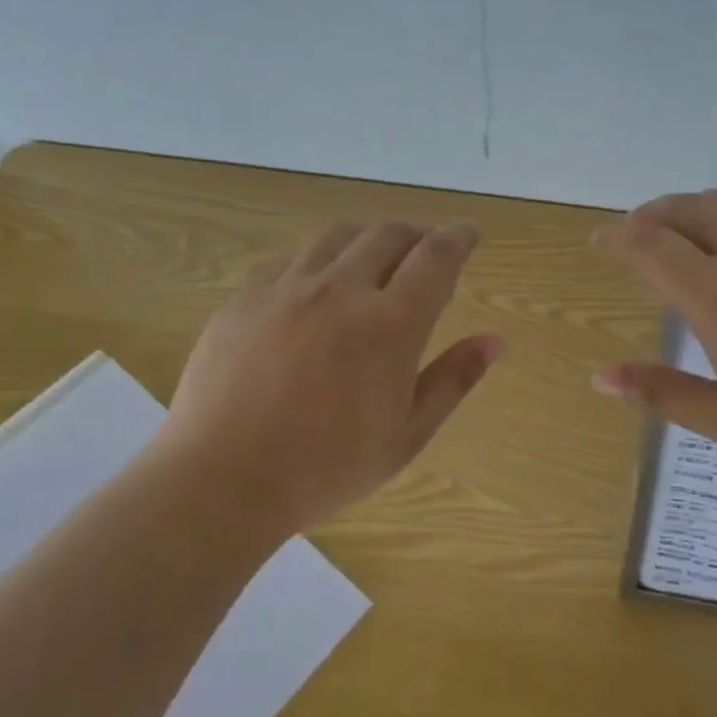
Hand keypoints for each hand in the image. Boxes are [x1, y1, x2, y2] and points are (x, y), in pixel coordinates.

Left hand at [159, 220, 502, 535]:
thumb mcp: (406, 436)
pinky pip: (290, 259)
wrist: (221, 482)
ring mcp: (286, 289)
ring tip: (375, 258)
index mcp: (389, 325)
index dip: (459, 238)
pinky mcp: (244, 298)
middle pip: (388, 234)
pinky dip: (319, 260)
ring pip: (337, 236)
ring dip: (368, 238)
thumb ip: (453, 380)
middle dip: (417, 234)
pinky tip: (316, 285)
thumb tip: (494, 341)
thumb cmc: (326, 469)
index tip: (469, 233)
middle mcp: (340, 290)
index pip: (436, 258)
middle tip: (426, 249)